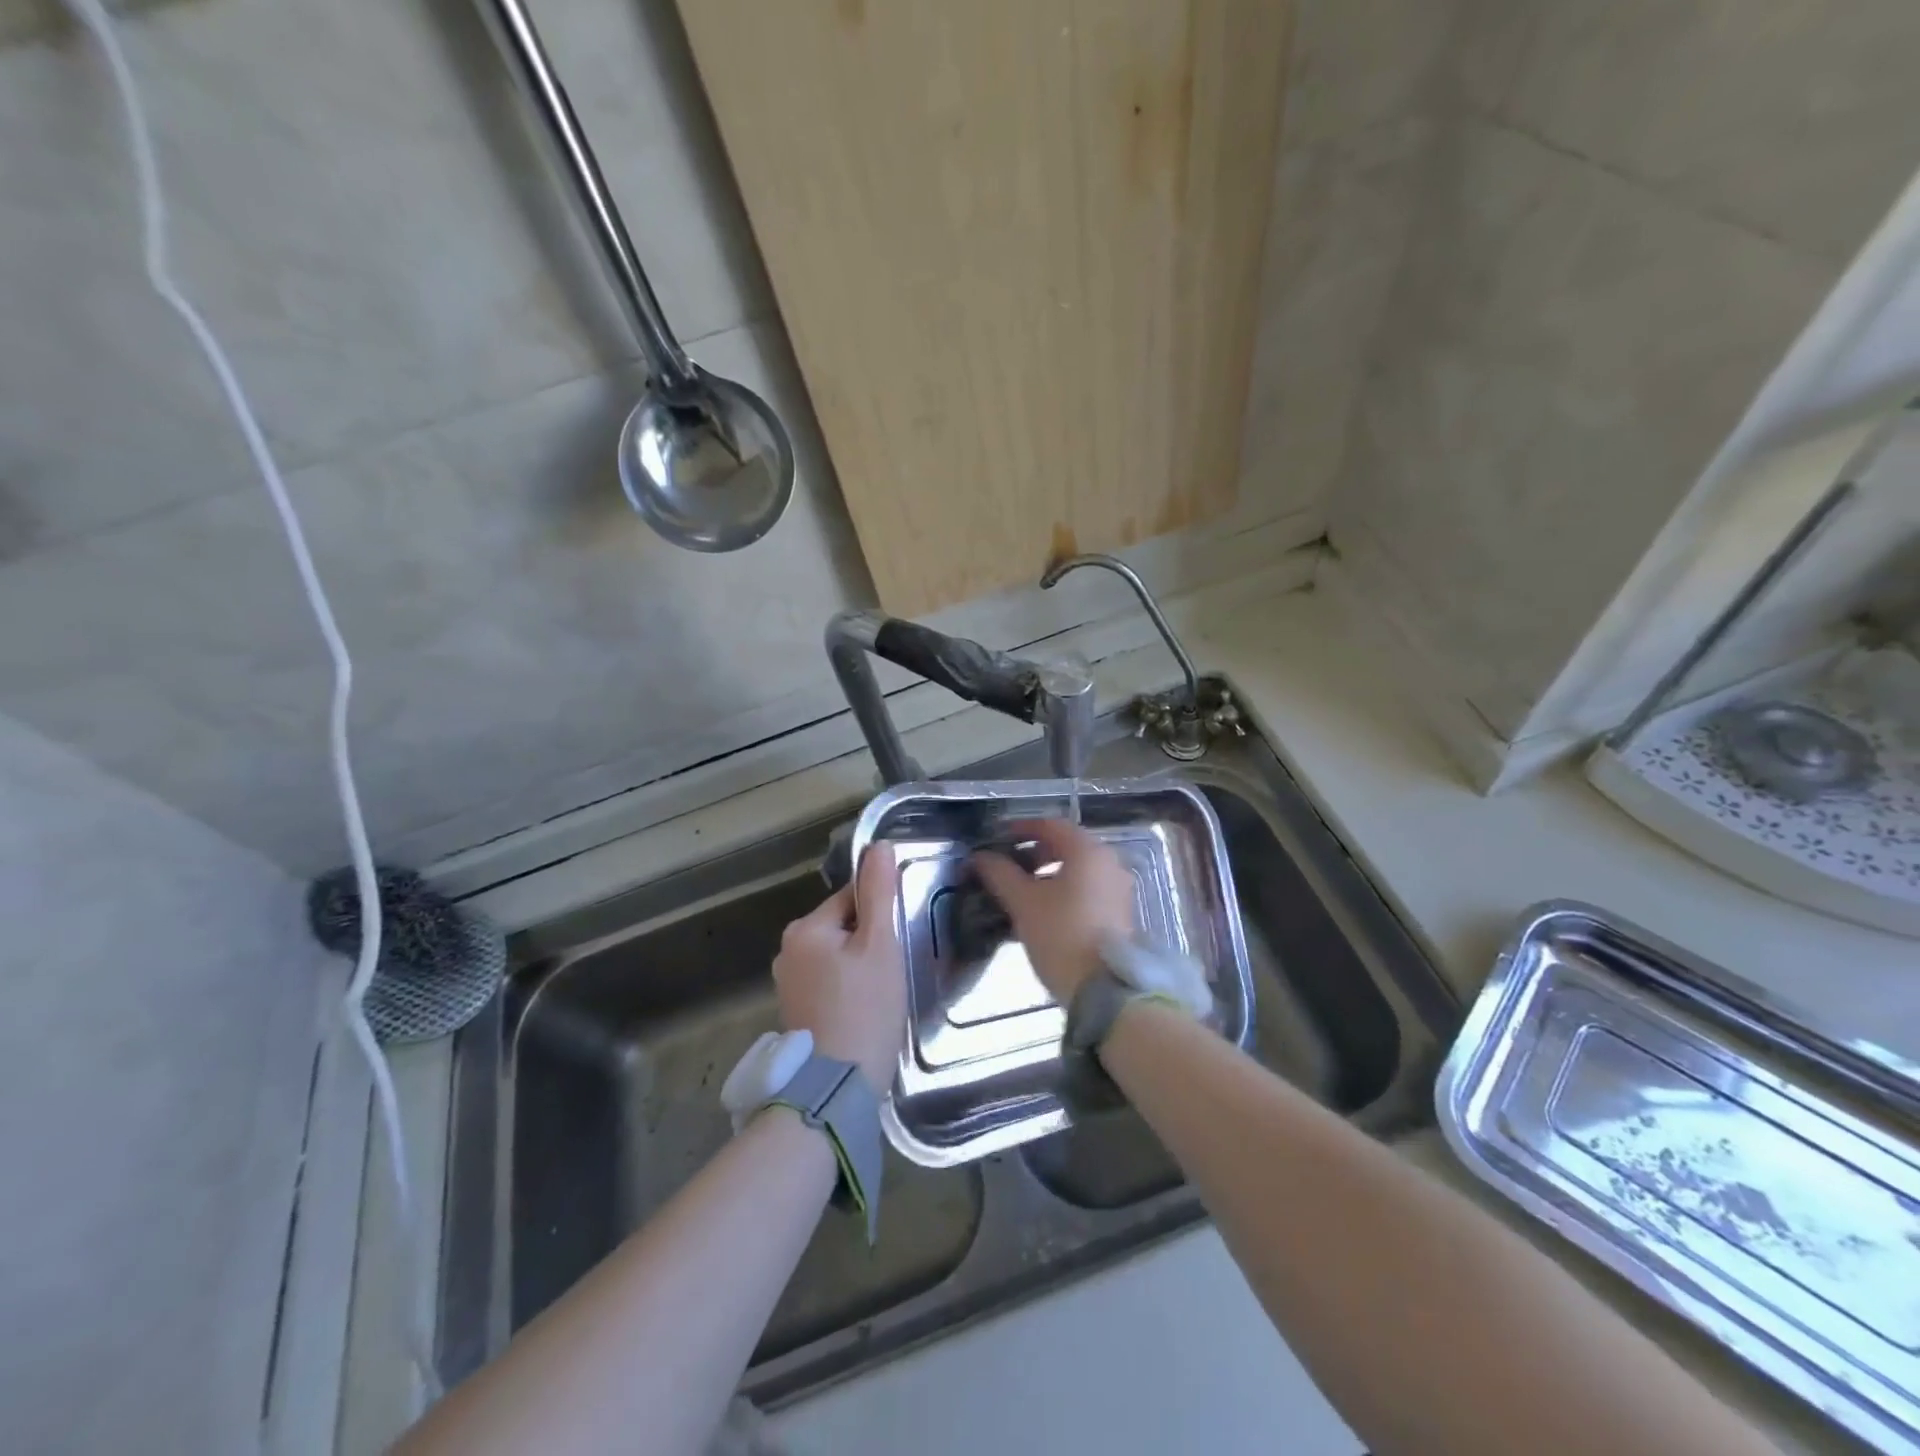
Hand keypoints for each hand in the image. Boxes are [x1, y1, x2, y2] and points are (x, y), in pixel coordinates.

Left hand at [773, 845, 905, 1092]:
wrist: (834, 1089)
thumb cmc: (864, 1009)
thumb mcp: (880, 945)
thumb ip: (879, 893)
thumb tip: (879, 845)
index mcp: (805, 928)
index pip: (851, 897)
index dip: (881, 913)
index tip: (899, 939)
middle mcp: (788, 949)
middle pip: (843, 925)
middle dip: (870, 940)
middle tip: (894, 970)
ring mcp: (788, 982)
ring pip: (837, 955)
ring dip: (860, 964)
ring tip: (883, 992)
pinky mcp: (795, 1009)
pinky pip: (828, 981)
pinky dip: (848, 987)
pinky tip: (865, 1009)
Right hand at [973, 819, 1132, 1002]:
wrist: (1105, 990)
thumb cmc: (1061, 935)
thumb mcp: (1023, 902)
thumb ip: (999, 873)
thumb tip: (979, 856)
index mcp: (1087, 851)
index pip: (1050, 825)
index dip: (1020, 829)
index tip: (996, 840)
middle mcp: (1109, 862)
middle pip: (1066, 846)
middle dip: (1033, 853)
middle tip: (1006, 867)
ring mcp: (1119, 888)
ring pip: (1077, 869)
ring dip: (1048, 874)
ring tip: (1020, 892)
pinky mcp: (1120, 913)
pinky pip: (1088, 889)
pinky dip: (1064, 890)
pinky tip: (1042, 910)